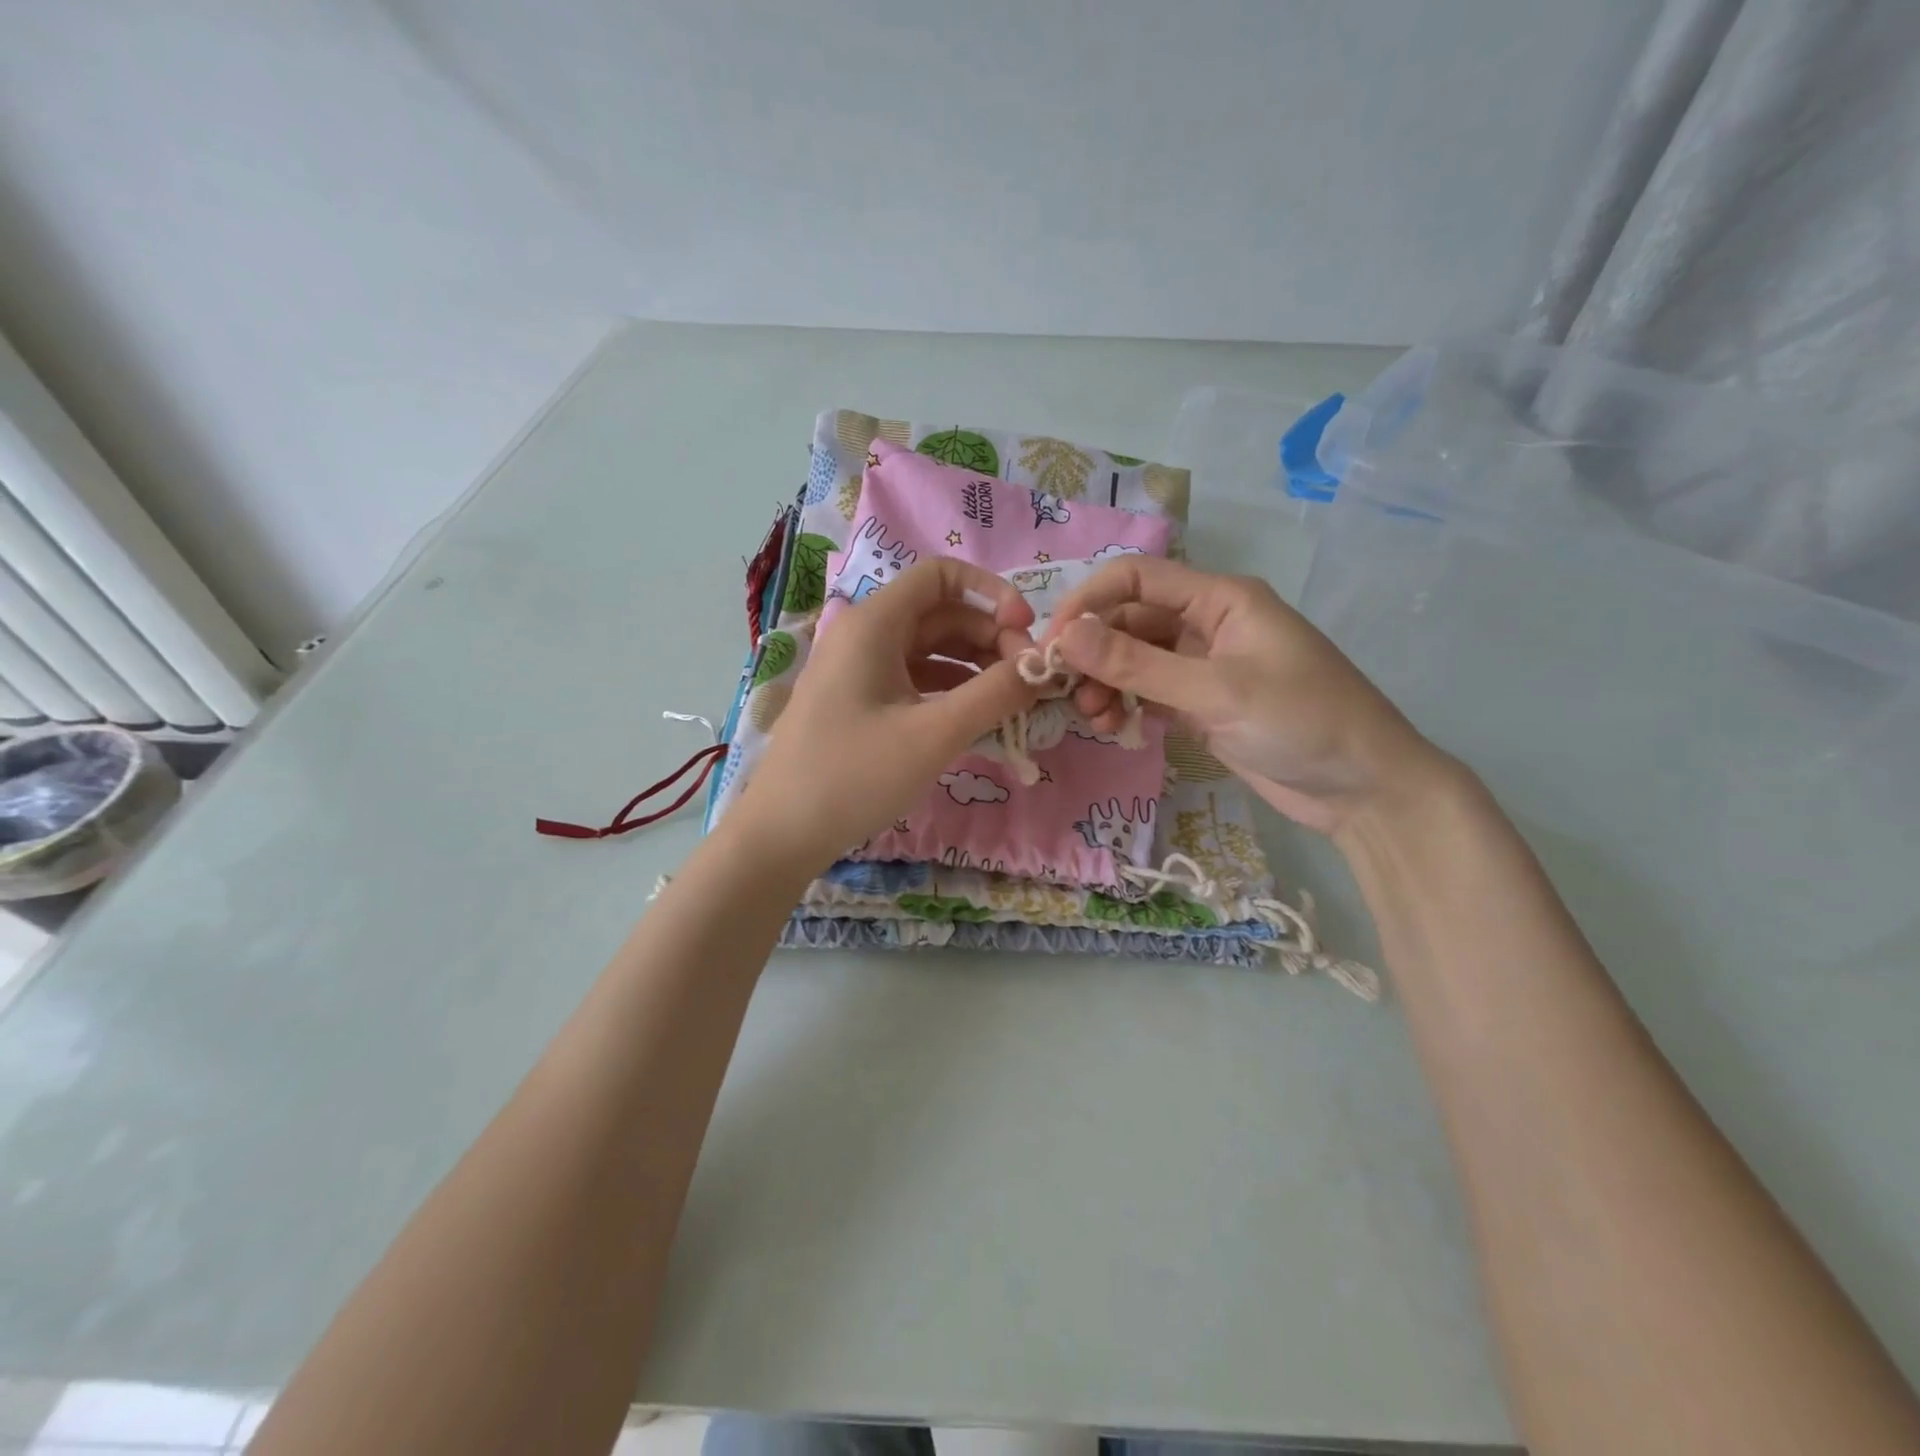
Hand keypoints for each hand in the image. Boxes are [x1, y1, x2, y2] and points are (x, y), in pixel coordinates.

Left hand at [731, 558, 1038, 869]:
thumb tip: (1041, 667)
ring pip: (931, 650)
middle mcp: (865, 635)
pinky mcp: (860, 702)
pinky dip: (951, 692)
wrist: (782, 834)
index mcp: (874, 624)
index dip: (991, 594)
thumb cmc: (854, 776)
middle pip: (942, 614)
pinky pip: (915, 681)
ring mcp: (860, 670)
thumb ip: (994, 694)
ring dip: (975, 668)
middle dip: (990, 639)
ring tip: (1012, 703)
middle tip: (1027, 682)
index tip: (1025, 633)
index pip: (941, 575)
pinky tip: (979, 721)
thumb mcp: (933, 734)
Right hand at [1042, 557, 1444, 834]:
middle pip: (1129, 621)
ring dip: (1105, 683)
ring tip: (1093, 717)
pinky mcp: (1201, 704)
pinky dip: (1126, 705)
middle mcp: (1207, 624)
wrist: (1364, 789)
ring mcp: (1203, 666)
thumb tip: (1065, 636)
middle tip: (1061, 691)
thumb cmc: (1302, 722)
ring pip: (1134, 660)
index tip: (1052, 644)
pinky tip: (1115, 727)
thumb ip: (1138, 663)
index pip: (1137, 578)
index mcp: (1220, 599)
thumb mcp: (1216, 690)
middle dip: (1093, 652)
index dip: (1089, 603)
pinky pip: (1148, 693)